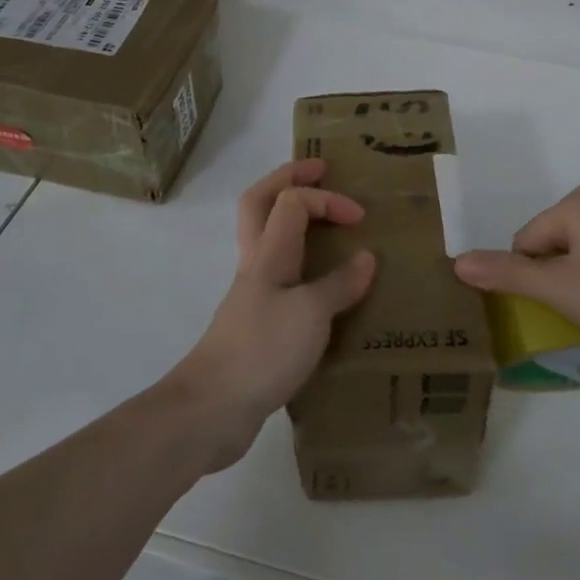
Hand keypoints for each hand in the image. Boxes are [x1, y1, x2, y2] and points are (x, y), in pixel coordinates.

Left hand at [170, 159, 375, 469]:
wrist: (213, 409)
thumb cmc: (262, 350)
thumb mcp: (311, 315)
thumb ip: (340, 284)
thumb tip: (366, 258)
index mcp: (268, 254)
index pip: (291, 201)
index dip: (326, 199)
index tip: (360, 218)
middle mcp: (256, 264)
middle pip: (260, 203)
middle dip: (288, 179)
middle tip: (320, 170)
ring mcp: (252, 294)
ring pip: (267, 237)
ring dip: (291, 218)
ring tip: (324, 221)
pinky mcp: (255, 323)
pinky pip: (279, 277)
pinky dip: (300, 265)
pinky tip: (322, 284)